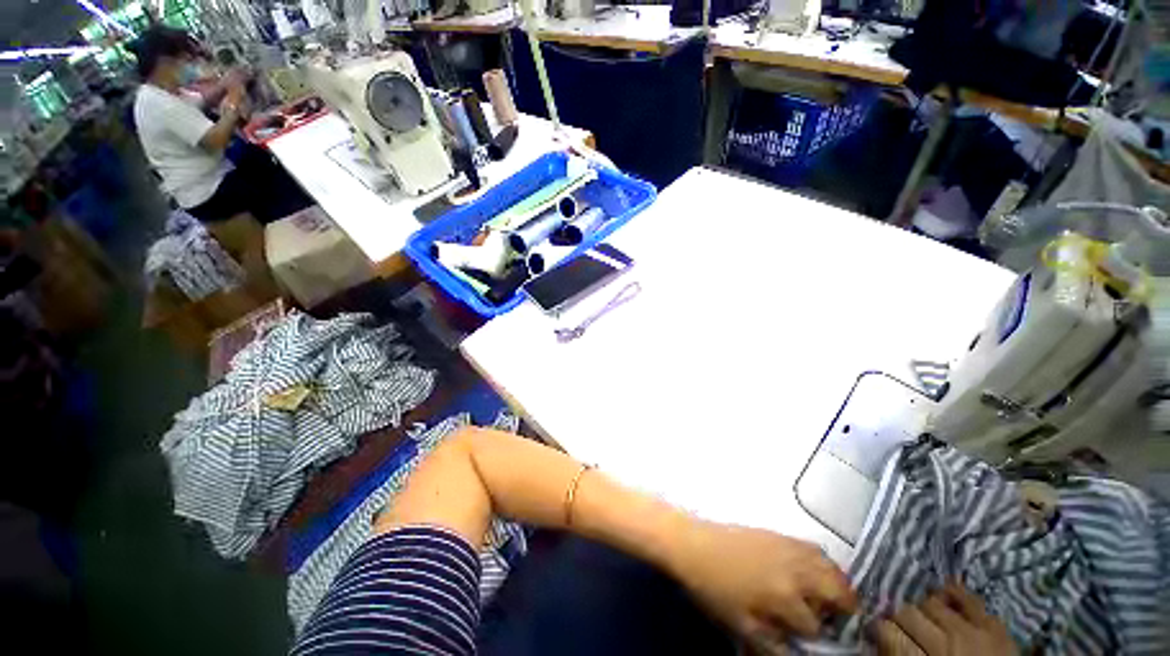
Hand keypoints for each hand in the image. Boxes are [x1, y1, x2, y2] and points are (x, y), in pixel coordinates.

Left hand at [669, 519, 857, 652]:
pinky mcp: (779, 534)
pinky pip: (813, 547)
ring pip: (830, 566)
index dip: (815, 637)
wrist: (693, 544)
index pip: (815, 626)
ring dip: (838, 584)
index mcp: (785, 596)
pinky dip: (823, 562)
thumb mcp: (740, 624)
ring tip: (833, 597)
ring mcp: (788, 548)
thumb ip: (771, 644)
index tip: (811, 639)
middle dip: (844, 608)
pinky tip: (815, 571)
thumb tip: (795, 652)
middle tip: (839, 619)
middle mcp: (795, 570)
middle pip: (838, 590)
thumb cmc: (713, 587)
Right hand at [871, 583, 1016, 655]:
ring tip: (924, 613)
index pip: (887, 631)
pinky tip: (946, 594)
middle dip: (899, 615)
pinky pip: (968, 597)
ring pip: (932, 601)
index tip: (876, 630)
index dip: (878, 628)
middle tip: (899, 623)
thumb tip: (879, 636)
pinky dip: (954, 593)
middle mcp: (946, 643)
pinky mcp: (995, 625)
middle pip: (907, 612)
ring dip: (924, 606)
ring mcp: (973, 631)